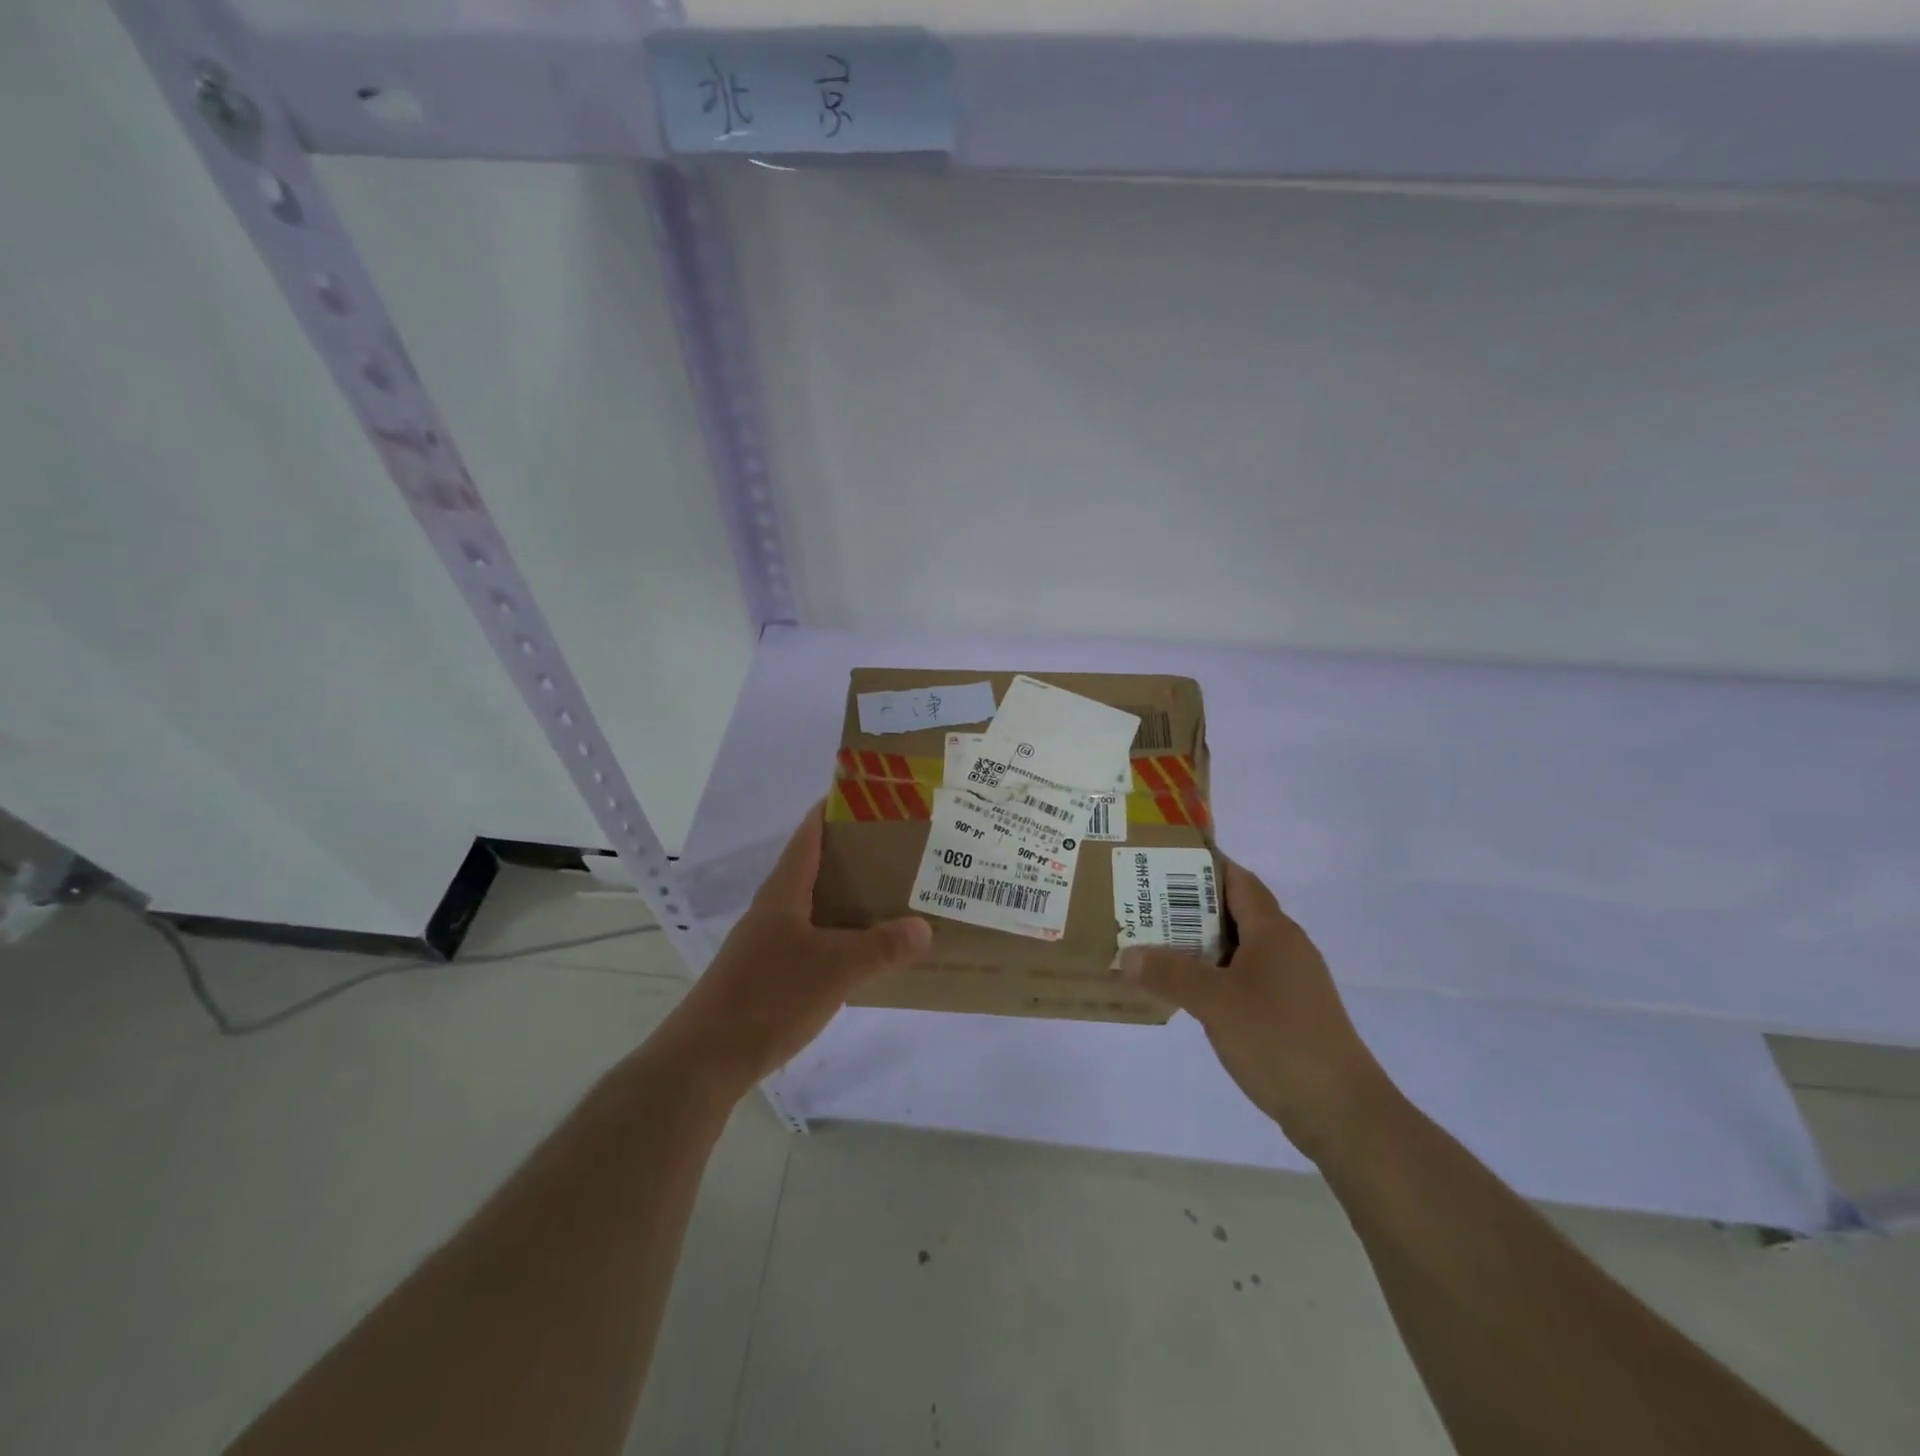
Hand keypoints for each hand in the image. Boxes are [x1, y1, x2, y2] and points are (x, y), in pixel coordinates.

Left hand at [657, 804, 931, 1097]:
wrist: (706, 1059)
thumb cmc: (769, 998)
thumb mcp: (835, 969)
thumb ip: (882, 947)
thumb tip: (924, 927)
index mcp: (784, 892)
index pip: (810, 834)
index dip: (836, 810)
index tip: (873, 797)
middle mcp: (774, 908)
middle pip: (816, 866)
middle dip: (855, 855)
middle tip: (901, 850)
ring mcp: (767, 942)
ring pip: (815, 905)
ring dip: (848, 896)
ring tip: (892, 895)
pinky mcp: (767, 972)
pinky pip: (811, 937)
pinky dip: (838, 932)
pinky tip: (862, 950)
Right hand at [1118, 858, 1388, 1161]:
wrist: (1341, 1111)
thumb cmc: (1277, 1039)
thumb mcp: (1214, 1002)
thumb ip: (1169, 974)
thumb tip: (1128, 954)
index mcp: (1274, 931)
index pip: (1237, 880)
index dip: (1203, 865)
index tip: (1163, 861)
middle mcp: (1286, 947)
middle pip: (1235, 911)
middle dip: (1190, 906)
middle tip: (1145, 904)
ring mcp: (1292, 981)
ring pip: (1239, 947)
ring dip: (1201, 944)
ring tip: (1156, 944)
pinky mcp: (1291, 1012)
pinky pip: (1246, 977)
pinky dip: (1216, 974)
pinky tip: (1189, 990)